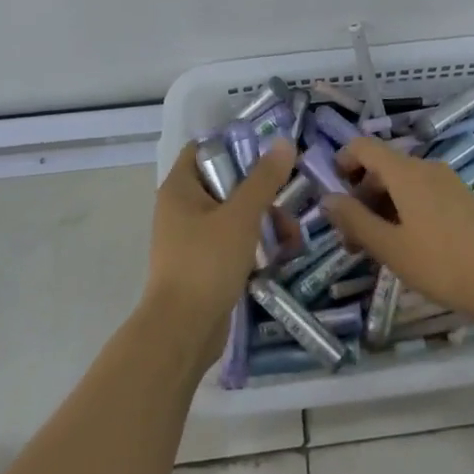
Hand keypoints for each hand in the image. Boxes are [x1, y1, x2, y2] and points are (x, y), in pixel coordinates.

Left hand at [147, 139, 295, 354]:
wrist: (183, 331)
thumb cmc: (207, 262)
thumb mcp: (241, 215)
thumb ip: (264, 179)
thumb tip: (284, 142)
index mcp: (180, 188)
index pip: (204, 148)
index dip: (235, 144)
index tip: (269, 152)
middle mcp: (182, 208)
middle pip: (226, 182)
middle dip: (262, 192)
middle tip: (289, 199)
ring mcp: (192, 238)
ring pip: (234, 215)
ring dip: (265, 221)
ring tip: (292, 239)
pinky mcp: (204, 264)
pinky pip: (233, 242)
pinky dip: (255, 245)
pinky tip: (281, 256)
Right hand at [321, 137, 473, 322]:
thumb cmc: (438, 264)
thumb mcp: (389, 246)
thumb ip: (354, 219)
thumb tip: (327, 198)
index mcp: (406, 172)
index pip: (364, 146)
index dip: (342, 162)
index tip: (331, 195)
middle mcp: (426, 167)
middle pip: (382, 166)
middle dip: (359, 195)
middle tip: (350, 238)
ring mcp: (447, 181)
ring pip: (401, 182)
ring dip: (380, 206)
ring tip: (374, 248)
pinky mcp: (460, 198)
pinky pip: (421, 192)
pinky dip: (403, 209)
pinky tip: (404, 244)